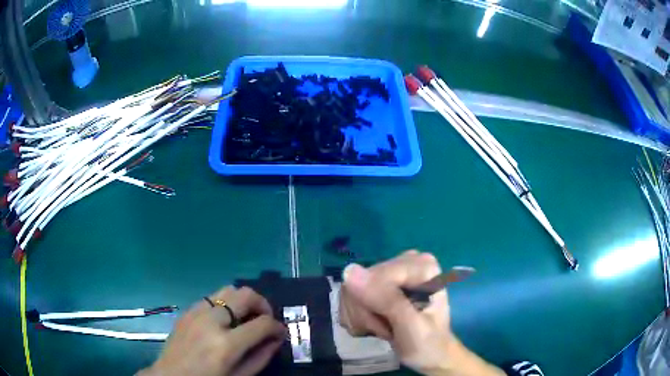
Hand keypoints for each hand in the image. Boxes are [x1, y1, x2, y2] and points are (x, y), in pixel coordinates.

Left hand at [139, 286, 285, 375]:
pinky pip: (212, 297)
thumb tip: (276, 339)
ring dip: (243, 301)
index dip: (277, 327)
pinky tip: (224, 321)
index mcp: (226, 344)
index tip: (280, 333)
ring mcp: (196, 312)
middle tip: (265, 320)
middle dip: (263, 305)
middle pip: (245, 295)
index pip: (262, 323)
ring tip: (245, 318)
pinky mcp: (187, 310)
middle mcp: (211, 321)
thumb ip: (261, 357)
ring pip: (229, 289)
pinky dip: (225, 304)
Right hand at [339, 251, 503, 375]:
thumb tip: (350, 271)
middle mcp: (407, 261)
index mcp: (421, 265)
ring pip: (354, 290)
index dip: (374, 305)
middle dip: (368, 312)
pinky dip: (361, 316)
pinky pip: (354, 296)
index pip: (375, 277)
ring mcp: (394, 272)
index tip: (388, 324)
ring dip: (364, 316)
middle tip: (387, 328)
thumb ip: (386, 299)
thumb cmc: (429, 344)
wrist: (434, 356)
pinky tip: (378, 324)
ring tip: (385, 328)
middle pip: (362, 282)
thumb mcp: (411, 327)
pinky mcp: (384, 284)